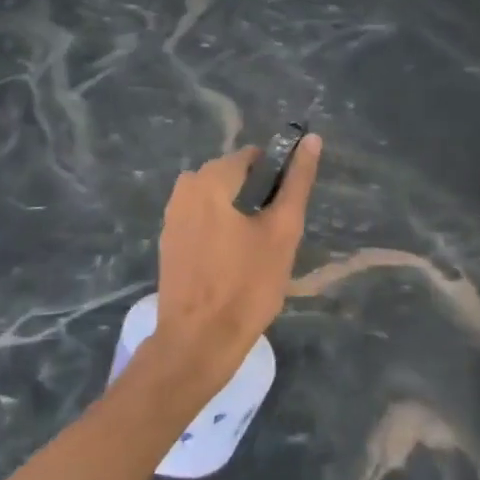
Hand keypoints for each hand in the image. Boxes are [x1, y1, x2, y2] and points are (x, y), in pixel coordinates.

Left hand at [149, 136, 323, 405]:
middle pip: (235, 177)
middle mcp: (186, 185)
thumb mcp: (283, 230)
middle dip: (257, 200)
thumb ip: (297, 182)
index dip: (277, 182)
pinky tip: (229, 265)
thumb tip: (311, 139)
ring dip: (239, 217)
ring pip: (219, 200)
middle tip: (271, 241)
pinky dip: (219, 232)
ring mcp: (172, 213)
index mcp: (212, 177)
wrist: (198, 341)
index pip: (255, 158)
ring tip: (252, 256)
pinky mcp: (168, 239)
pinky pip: (202, 220)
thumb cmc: (247, 285)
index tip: (284, 216)